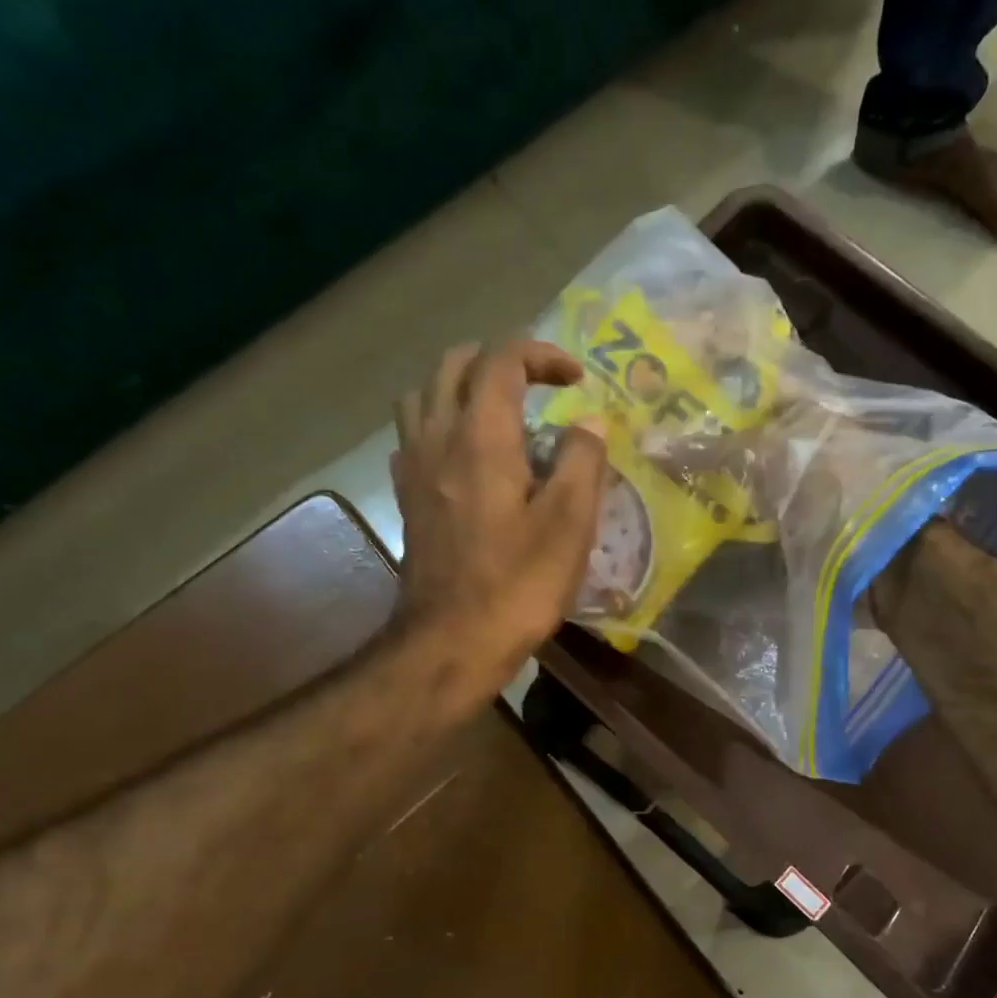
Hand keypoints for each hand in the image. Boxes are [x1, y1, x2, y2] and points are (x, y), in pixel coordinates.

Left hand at [390, 339, 605, 685]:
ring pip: (424, 395)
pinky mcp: (408, 499)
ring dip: (462, 387)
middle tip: (540, 386)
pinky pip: (415, 435)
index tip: (577, 380)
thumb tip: (588, 421)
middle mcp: (437, 439)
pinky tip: (468, 457)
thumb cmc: (518, 586)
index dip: (542, 355)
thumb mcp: (569, 525)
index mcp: (480, 438)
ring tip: (500, 414)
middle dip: (500, 361)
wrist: (452, 642)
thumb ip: (582, 461)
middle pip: (454, 365)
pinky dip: (442, 424)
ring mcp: (414, 469)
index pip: (502, 360)